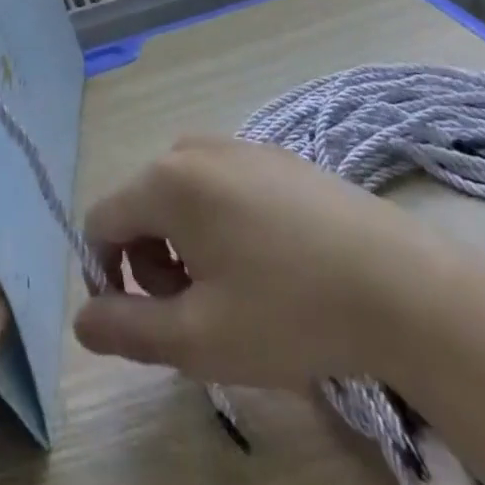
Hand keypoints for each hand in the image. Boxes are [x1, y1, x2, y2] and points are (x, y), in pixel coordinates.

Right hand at [73, 136, 456, 389]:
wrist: (402, 285)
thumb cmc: (290, 311)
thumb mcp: (199, 339)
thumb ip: (127, 330)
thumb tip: (81, 319)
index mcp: (166, 180)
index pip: (101, 220)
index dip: (108, 275)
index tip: (149, 321)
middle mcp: (192, 148)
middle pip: (141, 206)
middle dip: (153, 263)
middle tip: (200, 314)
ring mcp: (237, 145)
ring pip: (180, 196)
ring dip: (186, 246)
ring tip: (236, 293)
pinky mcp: (273, 156)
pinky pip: (219, 186)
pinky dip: (220, 224)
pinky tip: (271, 265)